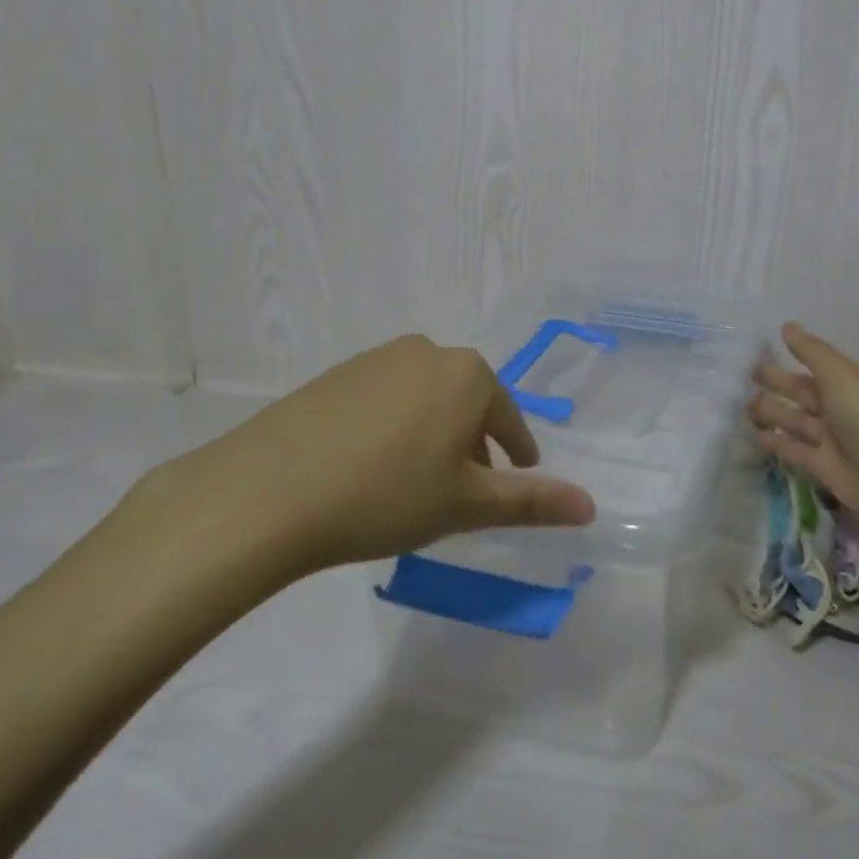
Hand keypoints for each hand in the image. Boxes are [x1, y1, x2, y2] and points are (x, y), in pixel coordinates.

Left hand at [143, 335, 596, 582]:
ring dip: (433, 435)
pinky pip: (385, 399)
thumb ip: (532, 502)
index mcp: (468, 374)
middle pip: (467, 403)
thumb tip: (591, 506)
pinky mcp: (336, 374)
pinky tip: (371, 467)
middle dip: (473, 445)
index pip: (508, 418)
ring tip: (417, 484)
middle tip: (464, 491)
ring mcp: (378, 358)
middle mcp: (428, 351)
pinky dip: (393, 428)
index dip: (517, 453)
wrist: (266, 492)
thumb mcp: (466, 504)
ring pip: (426, 399)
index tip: (518, 477)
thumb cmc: (386, 495)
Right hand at [747, 322, 858, 531]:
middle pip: (804, 392)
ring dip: (774, 412)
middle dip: (779, 383)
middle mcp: (840, 408)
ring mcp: (832, 439)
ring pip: (797, 420)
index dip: (793, 357)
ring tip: (746, 406)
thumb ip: (811, 351)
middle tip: (749, 376)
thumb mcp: (839, 375)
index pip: (816, 365)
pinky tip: (758, 435)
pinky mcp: (824, 467)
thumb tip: (787, 326)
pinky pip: (796, 450)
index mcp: (848, 382)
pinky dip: (778, 442)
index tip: (763, 351)